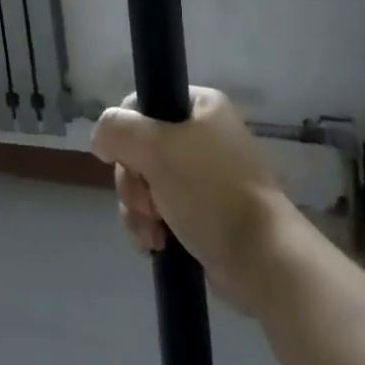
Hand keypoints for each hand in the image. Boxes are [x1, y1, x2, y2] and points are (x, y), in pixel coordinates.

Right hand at [90, 87, 290, 315]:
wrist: (264, 260)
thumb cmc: (211, 190)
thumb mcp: (156, 147)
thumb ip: (118, 130)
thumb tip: (100, 138)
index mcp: (199, 106)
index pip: (142, 103)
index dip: (125, 131)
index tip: (124, 159)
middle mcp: (202, 135)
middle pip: (140, 147)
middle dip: (132, 180)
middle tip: (144, 202)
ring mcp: (203, 177)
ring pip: (146, 181)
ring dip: (138, 207)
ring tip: (151, 232)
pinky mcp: (203, 214)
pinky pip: (160, 210)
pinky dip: (151, 226)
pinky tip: (154, 245)